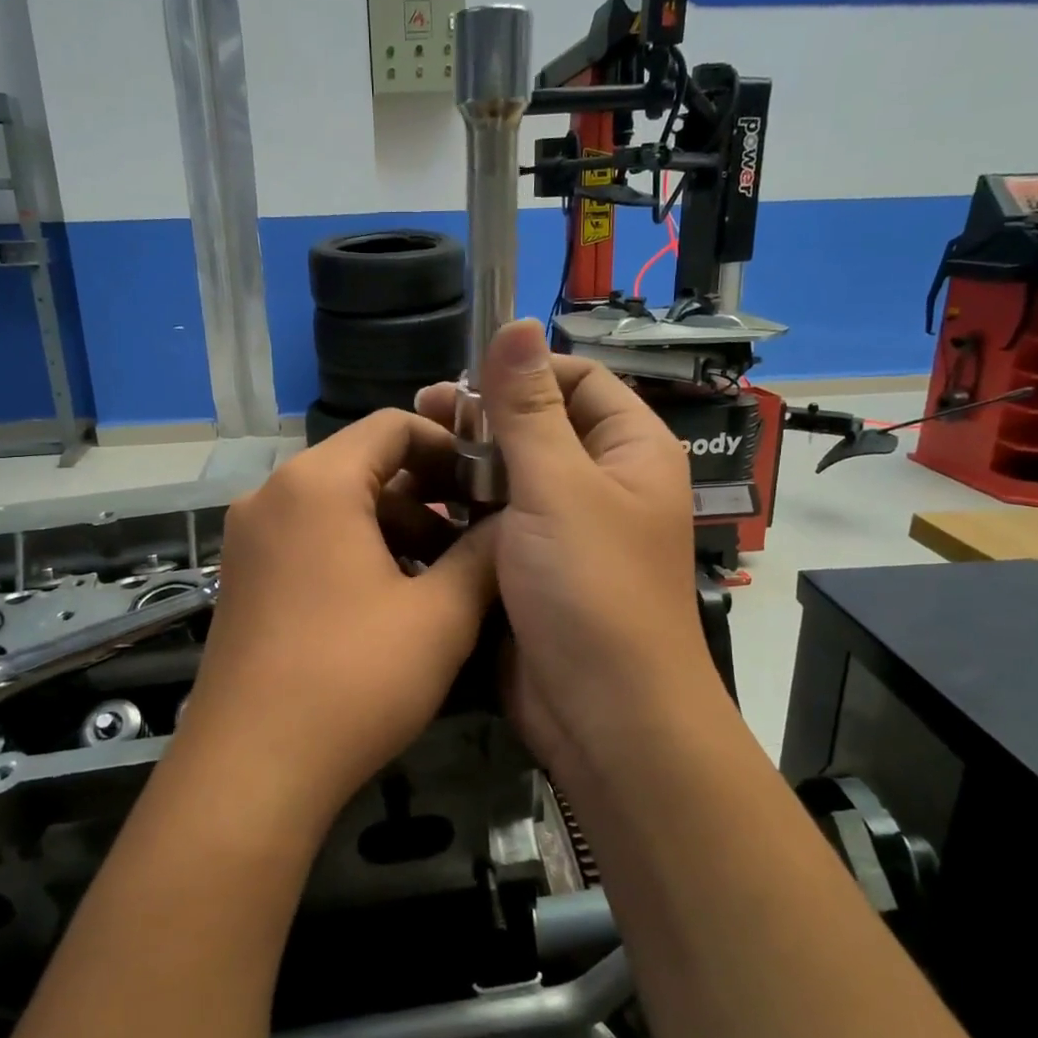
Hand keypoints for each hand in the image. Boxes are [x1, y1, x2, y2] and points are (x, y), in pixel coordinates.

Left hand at [174, 410, 498, 833]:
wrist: (251, 771)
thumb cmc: (354, 679)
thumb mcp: (440, 615)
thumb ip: (484, 555)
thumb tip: (516, 523)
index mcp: (316, 483)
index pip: (392, 426)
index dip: (450, 446)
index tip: (489, 486)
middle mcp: (272, 495)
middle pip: (363, 465)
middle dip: (427, 495)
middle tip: (474, 538)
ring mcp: (249, 539)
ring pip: (338, 506)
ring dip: (395, 528)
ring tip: (441, 578)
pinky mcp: (243, 578)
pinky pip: (310, 539)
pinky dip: (357, 552)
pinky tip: (393, 602)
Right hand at [415, 320, 721, 779]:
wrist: (603, 715)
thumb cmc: (591, 588)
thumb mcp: (558, 486)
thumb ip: (530, 407)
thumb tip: (518, 322)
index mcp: (630, 450)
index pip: (579, 380)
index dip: (524, 372)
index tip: (463, 379)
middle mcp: (602, 483)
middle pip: (539, 427)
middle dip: (483, 419)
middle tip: (421, 413)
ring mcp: (565, 530)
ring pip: (510, 477)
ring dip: (464, 465)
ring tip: (407, 456)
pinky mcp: (531, 569)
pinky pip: (494, 522)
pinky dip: (460, 511)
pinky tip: (413, 505)